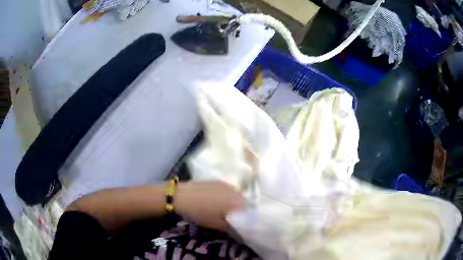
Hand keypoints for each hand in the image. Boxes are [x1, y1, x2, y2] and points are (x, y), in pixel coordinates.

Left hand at [175, 181, 243, 230]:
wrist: (181, 196)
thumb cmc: (201, 212)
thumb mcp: (217, 225)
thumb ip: (232, 228)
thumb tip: (240, 232)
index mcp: (237, 201)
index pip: (249, 210)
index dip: (247, 218)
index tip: (242, 224)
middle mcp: (234, 190)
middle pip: (243, 201)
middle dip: (240, 210)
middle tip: (233, 218)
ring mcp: (225, 184)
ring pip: (235, 195)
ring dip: (233, 203)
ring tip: (224, 210)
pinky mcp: (216, 181)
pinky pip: (226, 190)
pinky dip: (225, 197)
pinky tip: (216, 202)